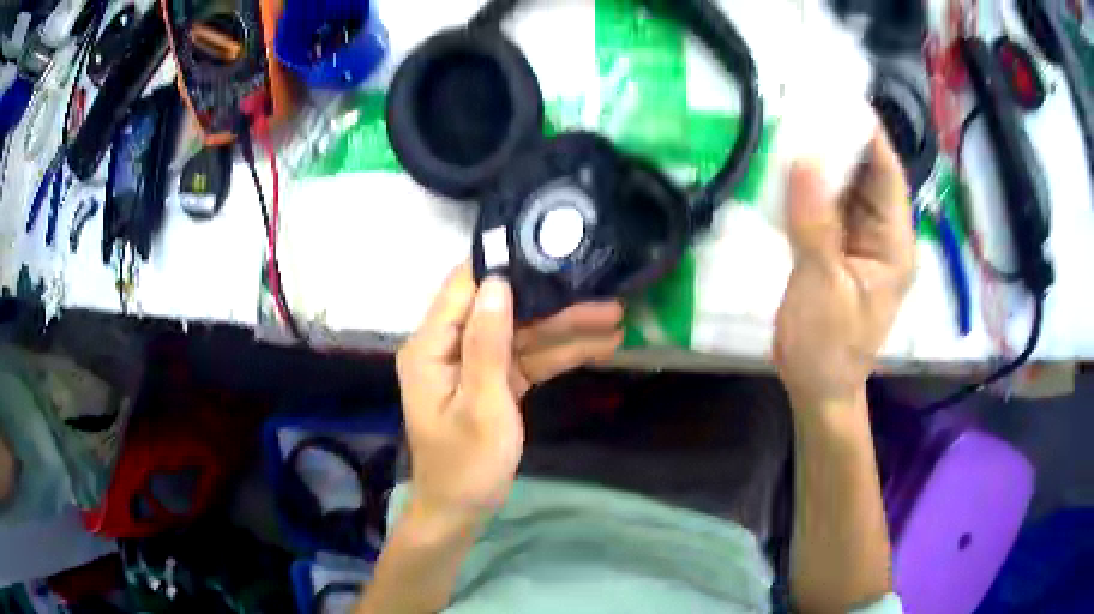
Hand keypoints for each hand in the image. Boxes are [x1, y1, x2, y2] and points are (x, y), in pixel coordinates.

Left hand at [397, 264, 622, 516]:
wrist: (461, 512)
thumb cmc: (466, 467)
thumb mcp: (482, 407)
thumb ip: (487, 344)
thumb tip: (497, 282)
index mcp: (431, 347)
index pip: (464, 287)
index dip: (503, 265)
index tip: (547, 248)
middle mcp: (448, 347)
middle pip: (501, 309)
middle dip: (550, 303)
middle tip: (601, 292)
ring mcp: (472, 364)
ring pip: (520, 334)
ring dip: (564, 329)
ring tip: (614, 316)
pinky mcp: (492, 381)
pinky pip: (525, 359)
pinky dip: (558, 354)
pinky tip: (599, 346)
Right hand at [774, 129, 915, 408]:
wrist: (817, 387)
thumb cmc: (828, 348)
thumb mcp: (824, 288)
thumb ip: (815, 226)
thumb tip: (802, 161)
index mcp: (893, 244)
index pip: (888, 175)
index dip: (868, 135)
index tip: (838, 99)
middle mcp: (882, 235)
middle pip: (866, 175)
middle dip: (840, 141)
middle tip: (804, 103)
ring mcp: (860, 241)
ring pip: (845, 188)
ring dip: (822, 161)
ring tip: (791, 124)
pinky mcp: (838, 247)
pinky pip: (827, 207)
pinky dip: (809, 187)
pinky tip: (786, 167)